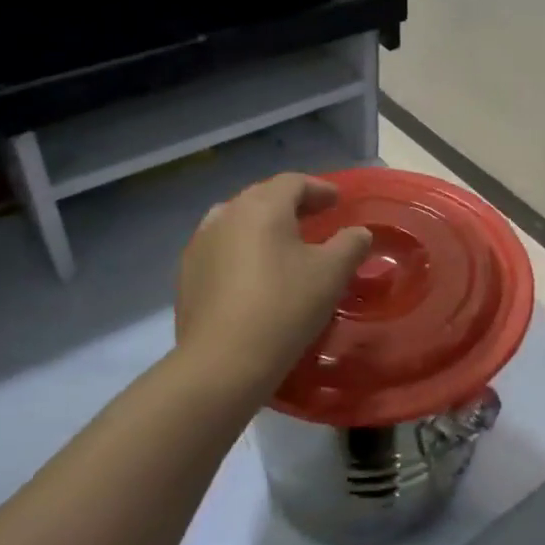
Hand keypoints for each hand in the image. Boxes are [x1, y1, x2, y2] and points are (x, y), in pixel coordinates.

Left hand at [176, 174, 371, 392]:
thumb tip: (358, 233)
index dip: (319, 188)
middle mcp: (226, 214)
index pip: (293, 182)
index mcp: (262, 206)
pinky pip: (221, 248)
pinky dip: (242, 249)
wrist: (222, 362)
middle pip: (262, 197)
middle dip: (291, 204)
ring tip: (282, 243)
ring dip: (263, 225)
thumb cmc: (284, 307)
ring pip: (237, 221)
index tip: (337, 201)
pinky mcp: (186, 275)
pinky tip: (254, 273)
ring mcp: (200, 244)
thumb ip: (350, 244)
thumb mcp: (332, 273)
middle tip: (315, 218)